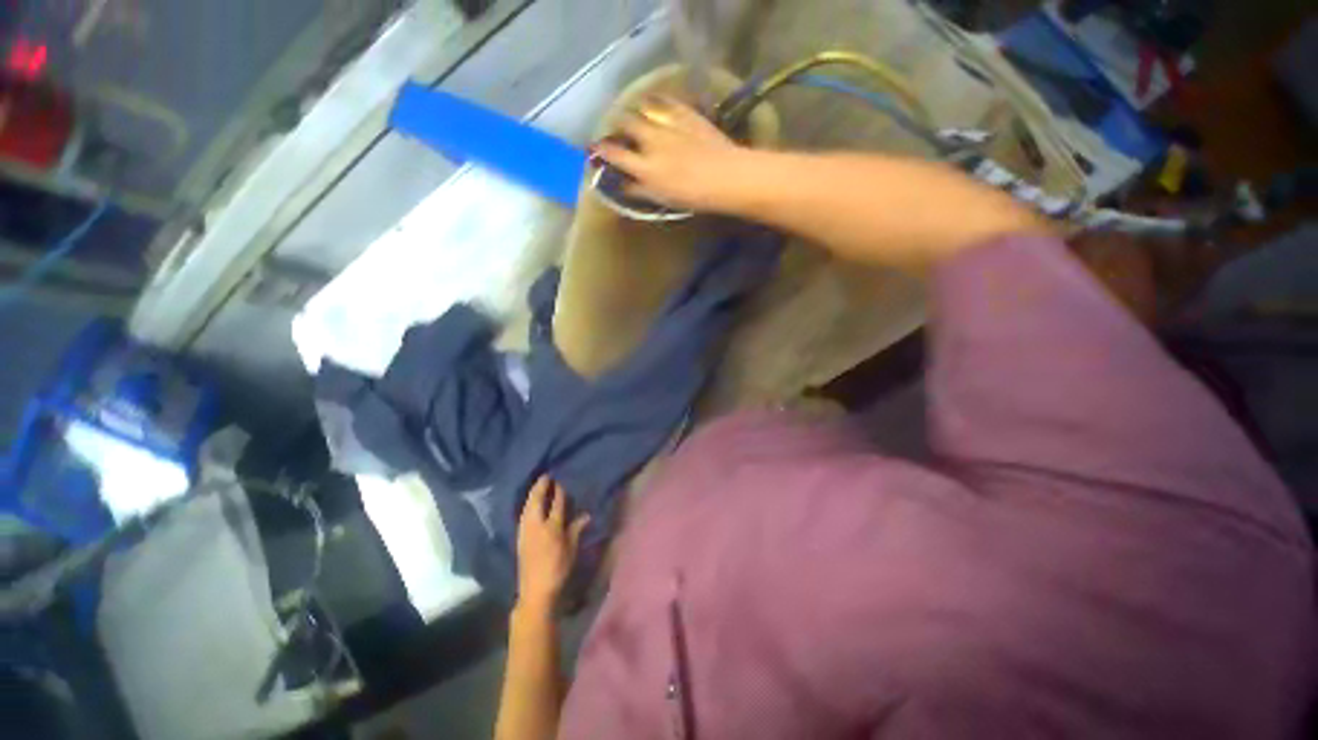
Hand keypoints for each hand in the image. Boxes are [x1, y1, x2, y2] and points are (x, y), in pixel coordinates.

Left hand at [516, 476, 588, 610]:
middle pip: (537, 500)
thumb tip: (586, 515)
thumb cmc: (558, 570)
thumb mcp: (571, 549)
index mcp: (552, 527)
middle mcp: (536, 525)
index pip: (557, 503)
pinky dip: (528, 504)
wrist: (535, 591)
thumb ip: (577, 529)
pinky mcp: (519, 537)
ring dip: (533, 494)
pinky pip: (523, 514)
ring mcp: (525, 530)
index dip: (559, 490)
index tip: (561, 479)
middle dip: (541, 486)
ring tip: (538, 485)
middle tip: (546, 475)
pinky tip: (530, 503)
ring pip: (527, 506)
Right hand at [590, 95, 747, 211]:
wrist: (725, 176)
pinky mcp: (685, 112)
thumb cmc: (693, 195)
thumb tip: (622, 184)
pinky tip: (656, 103)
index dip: (601, 149)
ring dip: (635, 108)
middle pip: (625, 122)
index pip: (614, 153)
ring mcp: (668, 122)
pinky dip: (656, 101)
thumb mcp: (662, 199)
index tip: (595, 148)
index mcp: (644, 166)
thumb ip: (639, 190)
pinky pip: (665, 99)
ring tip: (636, 113)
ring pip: (642, 106)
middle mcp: (650, 140)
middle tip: (618, 128)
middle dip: (617, 124)